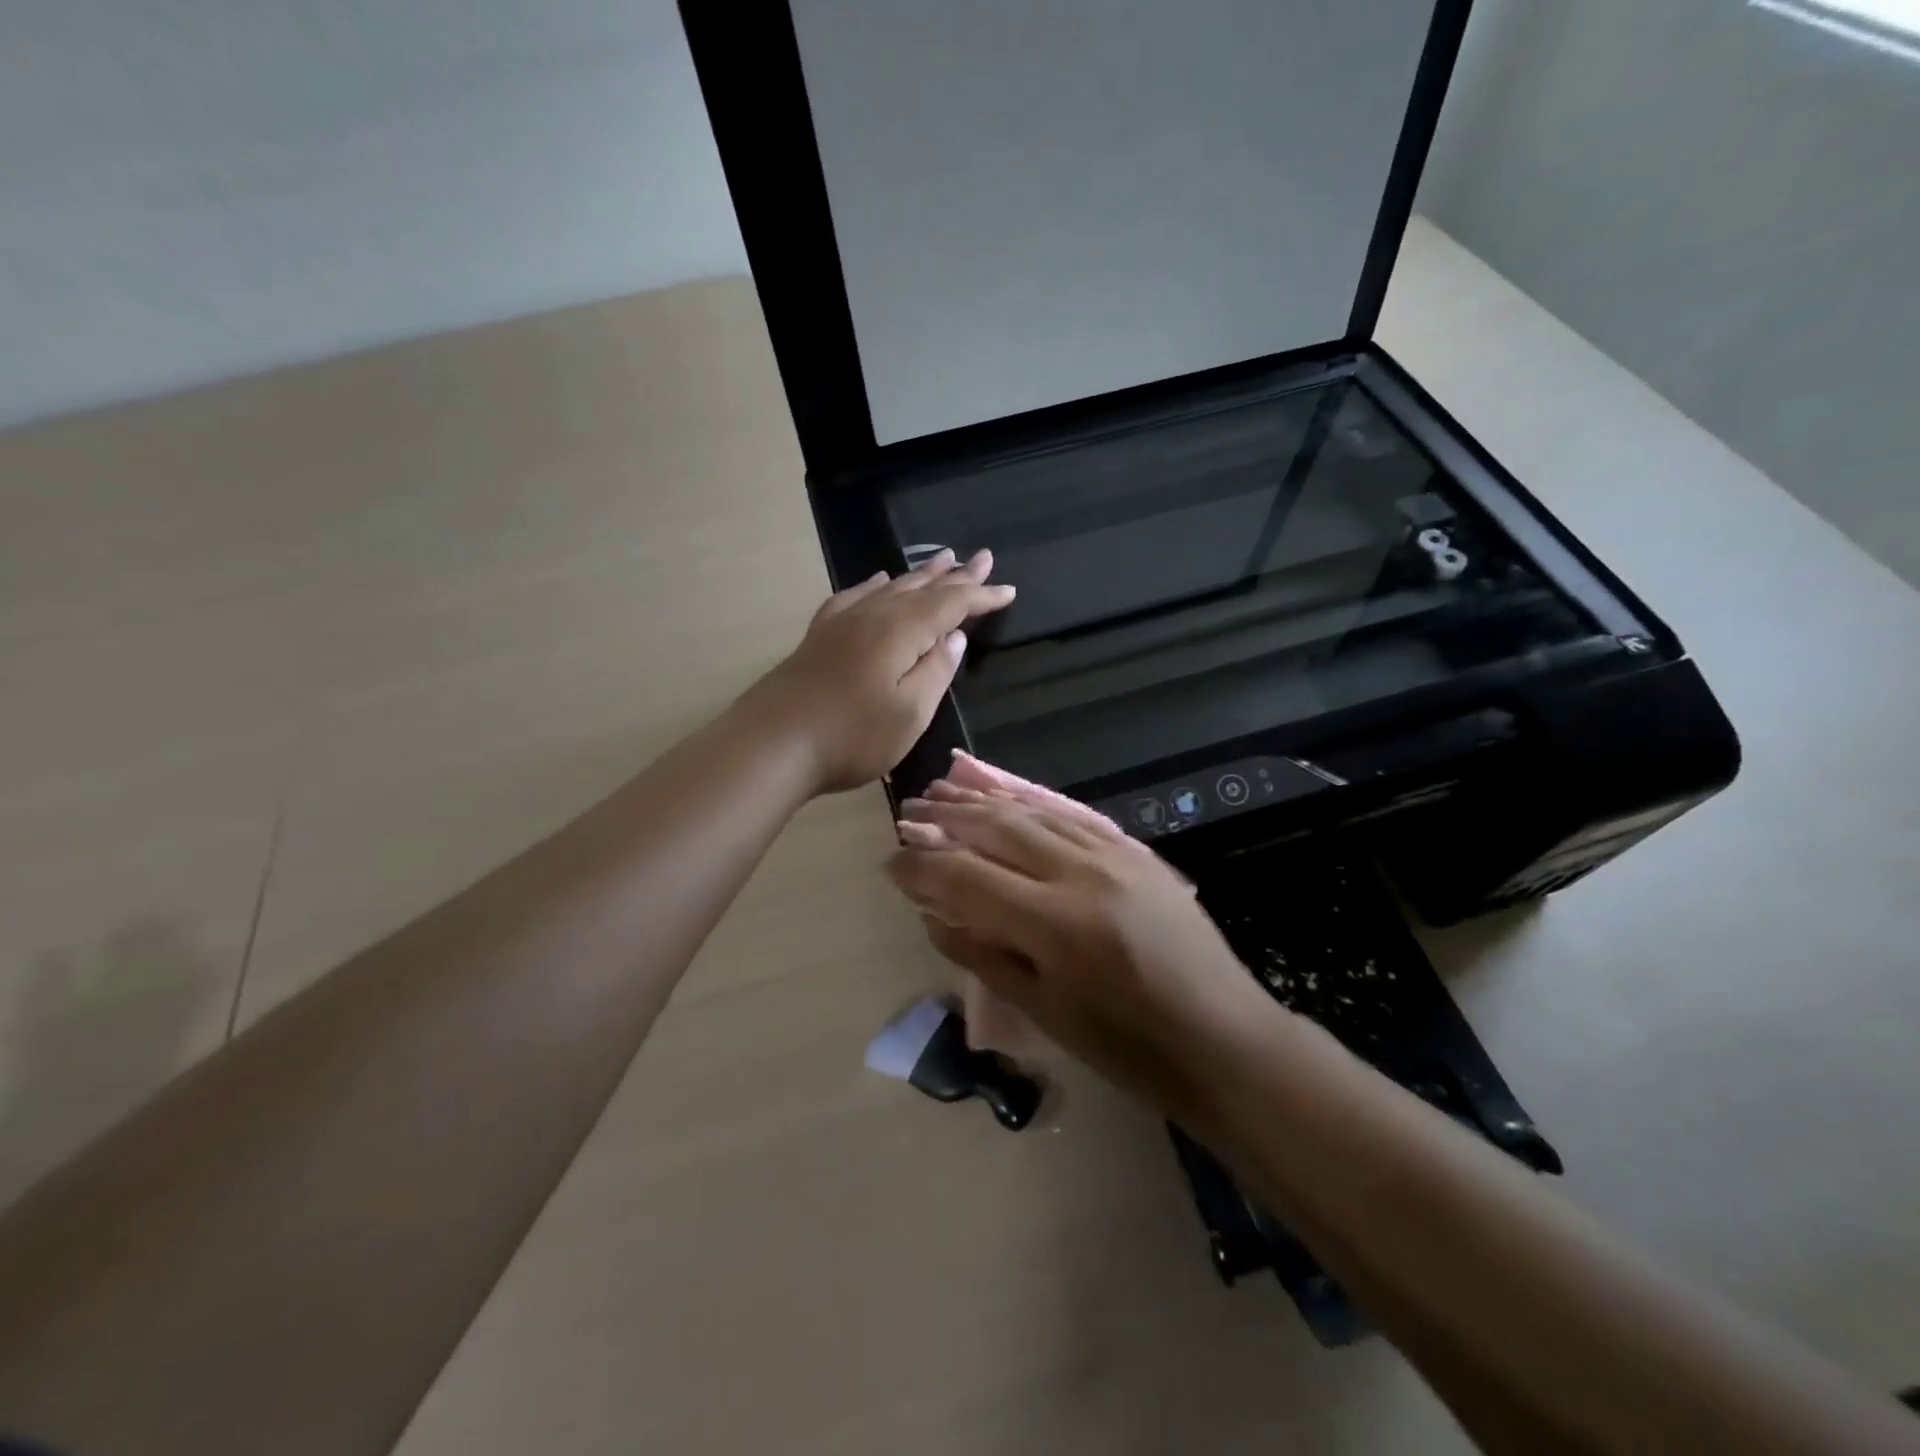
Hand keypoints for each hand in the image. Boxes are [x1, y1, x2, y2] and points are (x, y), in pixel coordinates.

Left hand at [747, 550, 1014, 795]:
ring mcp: (842, 622)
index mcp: (901, 631)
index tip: (1008, 590)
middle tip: (982, 558)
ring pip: (890, 587)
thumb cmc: (851, 736)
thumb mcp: (910, 713)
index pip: (951, 605)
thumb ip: (936, 671)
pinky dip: (874, 585)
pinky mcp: (820, 636)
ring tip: (942, 559)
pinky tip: (878, 581)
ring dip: (920, 575)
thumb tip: (955, 637)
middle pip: (922, 588)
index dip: (981, 596)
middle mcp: (874, 615)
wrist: (772, 744)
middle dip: (956, 575)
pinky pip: (855, 596)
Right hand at [888, 781, 1273, 1113]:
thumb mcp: (1045, 1012)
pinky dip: (1030, 805)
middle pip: (997, 830)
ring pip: (1033, 813)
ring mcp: (1114, 855)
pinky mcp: (1135, 850)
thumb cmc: (1128, 1046)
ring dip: (983, 802)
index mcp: (1055, 924)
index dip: (921, 868)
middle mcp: (1081, 874)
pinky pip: (1070, 816)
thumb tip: (933, 915)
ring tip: (944, 792)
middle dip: (946, 820)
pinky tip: (1006, 798)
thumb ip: (983, 956)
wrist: (1222, 1037)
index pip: (967, 878)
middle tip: (908, 814)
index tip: (890, 864)